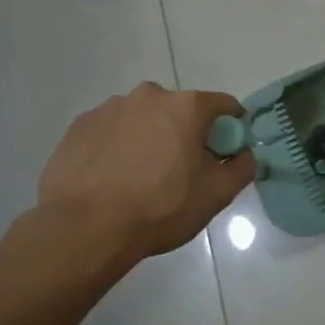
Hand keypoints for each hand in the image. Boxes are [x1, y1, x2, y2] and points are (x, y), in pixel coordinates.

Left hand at [34, 83, 255, 266]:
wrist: (84, 228)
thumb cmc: (160, 208)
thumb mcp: (216, 195)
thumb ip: (241, 168)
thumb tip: (245, 155)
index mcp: (186, 107)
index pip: (223, 104)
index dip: (232, 127)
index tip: (227, 151)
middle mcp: (148, 96)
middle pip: (180, 109)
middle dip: (186, 132)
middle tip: (182, 169)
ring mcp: (109, 108)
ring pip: (143, 119)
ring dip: (150, 137)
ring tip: (141, 177)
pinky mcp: (79, 125)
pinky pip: (111, 130)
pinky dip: (119, 146)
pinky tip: (113, 177)